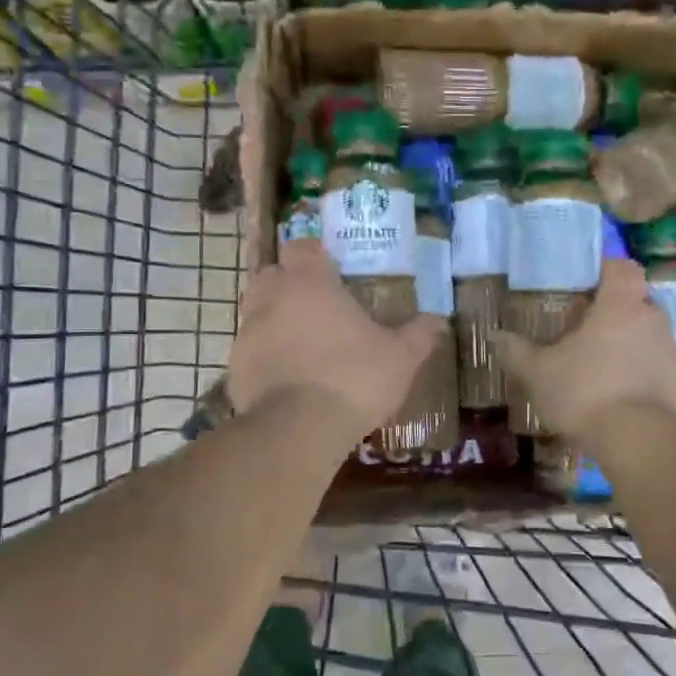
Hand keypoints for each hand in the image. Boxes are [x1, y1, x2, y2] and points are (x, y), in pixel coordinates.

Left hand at [228, 239, 446, 446]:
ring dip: (274, 319)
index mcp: (310, 283)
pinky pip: (250, 350)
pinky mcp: (235, 366)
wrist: (298, 430)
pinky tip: (286, 378)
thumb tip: (440, 320)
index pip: (302, 246)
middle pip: (271, 274)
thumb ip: (419, 335)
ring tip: (302, 343)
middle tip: (316, 304)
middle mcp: (272, 298)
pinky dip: (265, 356)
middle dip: (288, 283)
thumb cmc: (354, 379)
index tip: (331, 268)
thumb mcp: (400, 358)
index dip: (314, 254)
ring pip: (256, 311)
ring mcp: (248, 332)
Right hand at [492, 258, 675, 441]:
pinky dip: (644, 382)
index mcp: (620, 306)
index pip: (622, 268)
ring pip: (649, 340)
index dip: (606, 271)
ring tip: (600, 377)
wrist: (646, 443)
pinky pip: (661, 374)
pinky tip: (622, 406)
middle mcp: (654, 321)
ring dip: (628, 351)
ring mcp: (675, 354)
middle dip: (613, 317)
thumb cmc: (587, 392)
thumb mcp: (539, 374)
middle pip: (636, 305)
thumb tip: (497, 336)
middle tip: (583, 337)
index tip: (586, 287)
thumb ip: (518, 353)